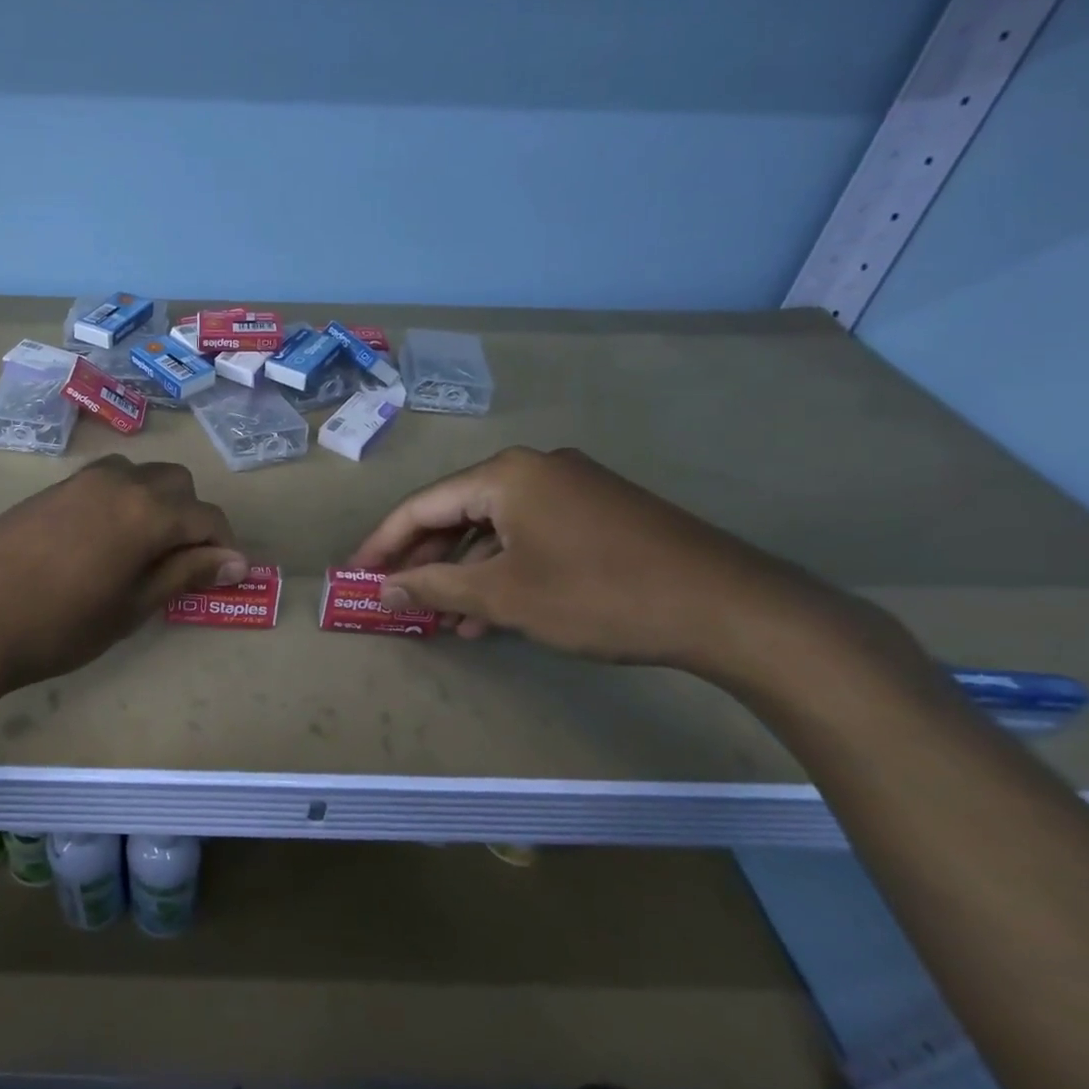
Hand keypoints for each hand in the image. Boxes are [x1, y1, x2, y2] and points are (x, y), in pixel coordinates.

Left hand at [0, 456, 245, 691]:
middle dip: (190, 517)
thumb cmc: (58, 624)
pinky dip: (120, 502)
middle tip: (179, 564)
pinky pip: (104, 483)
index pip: (206, 517)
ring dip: (154, 503)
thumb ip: (184, 575)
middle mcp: (120, 481)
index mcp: (147, 510)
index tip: (223, 576)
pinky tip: (99, 543)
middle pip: (176, 483)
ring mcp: (81, 480)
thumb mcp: (131, 607)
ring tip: (139, 551)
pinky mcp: (51, 488)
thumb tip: (235, 561)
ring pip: (139, 476)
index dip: (222, 546)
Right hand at [350, 446, 827, 674]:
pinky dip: (505, 571)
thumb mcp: (505, 596)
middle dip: (425, 560)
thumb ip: (436, 587)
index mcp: (505, 475)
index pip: (422, 506)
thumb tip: (385, 587)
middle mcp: (534, 469)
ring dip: (465, 572)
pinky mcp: (600, 513)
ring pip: (495, 529)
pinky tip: (492, 614)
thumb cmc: (599, 594)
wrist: (731, 608)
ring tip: (442, 618)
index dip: (383, 542)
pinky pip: (530, 537)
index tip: (357, 574)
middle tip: (397, 597)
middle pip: (457, 513)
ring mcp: (572, 489)